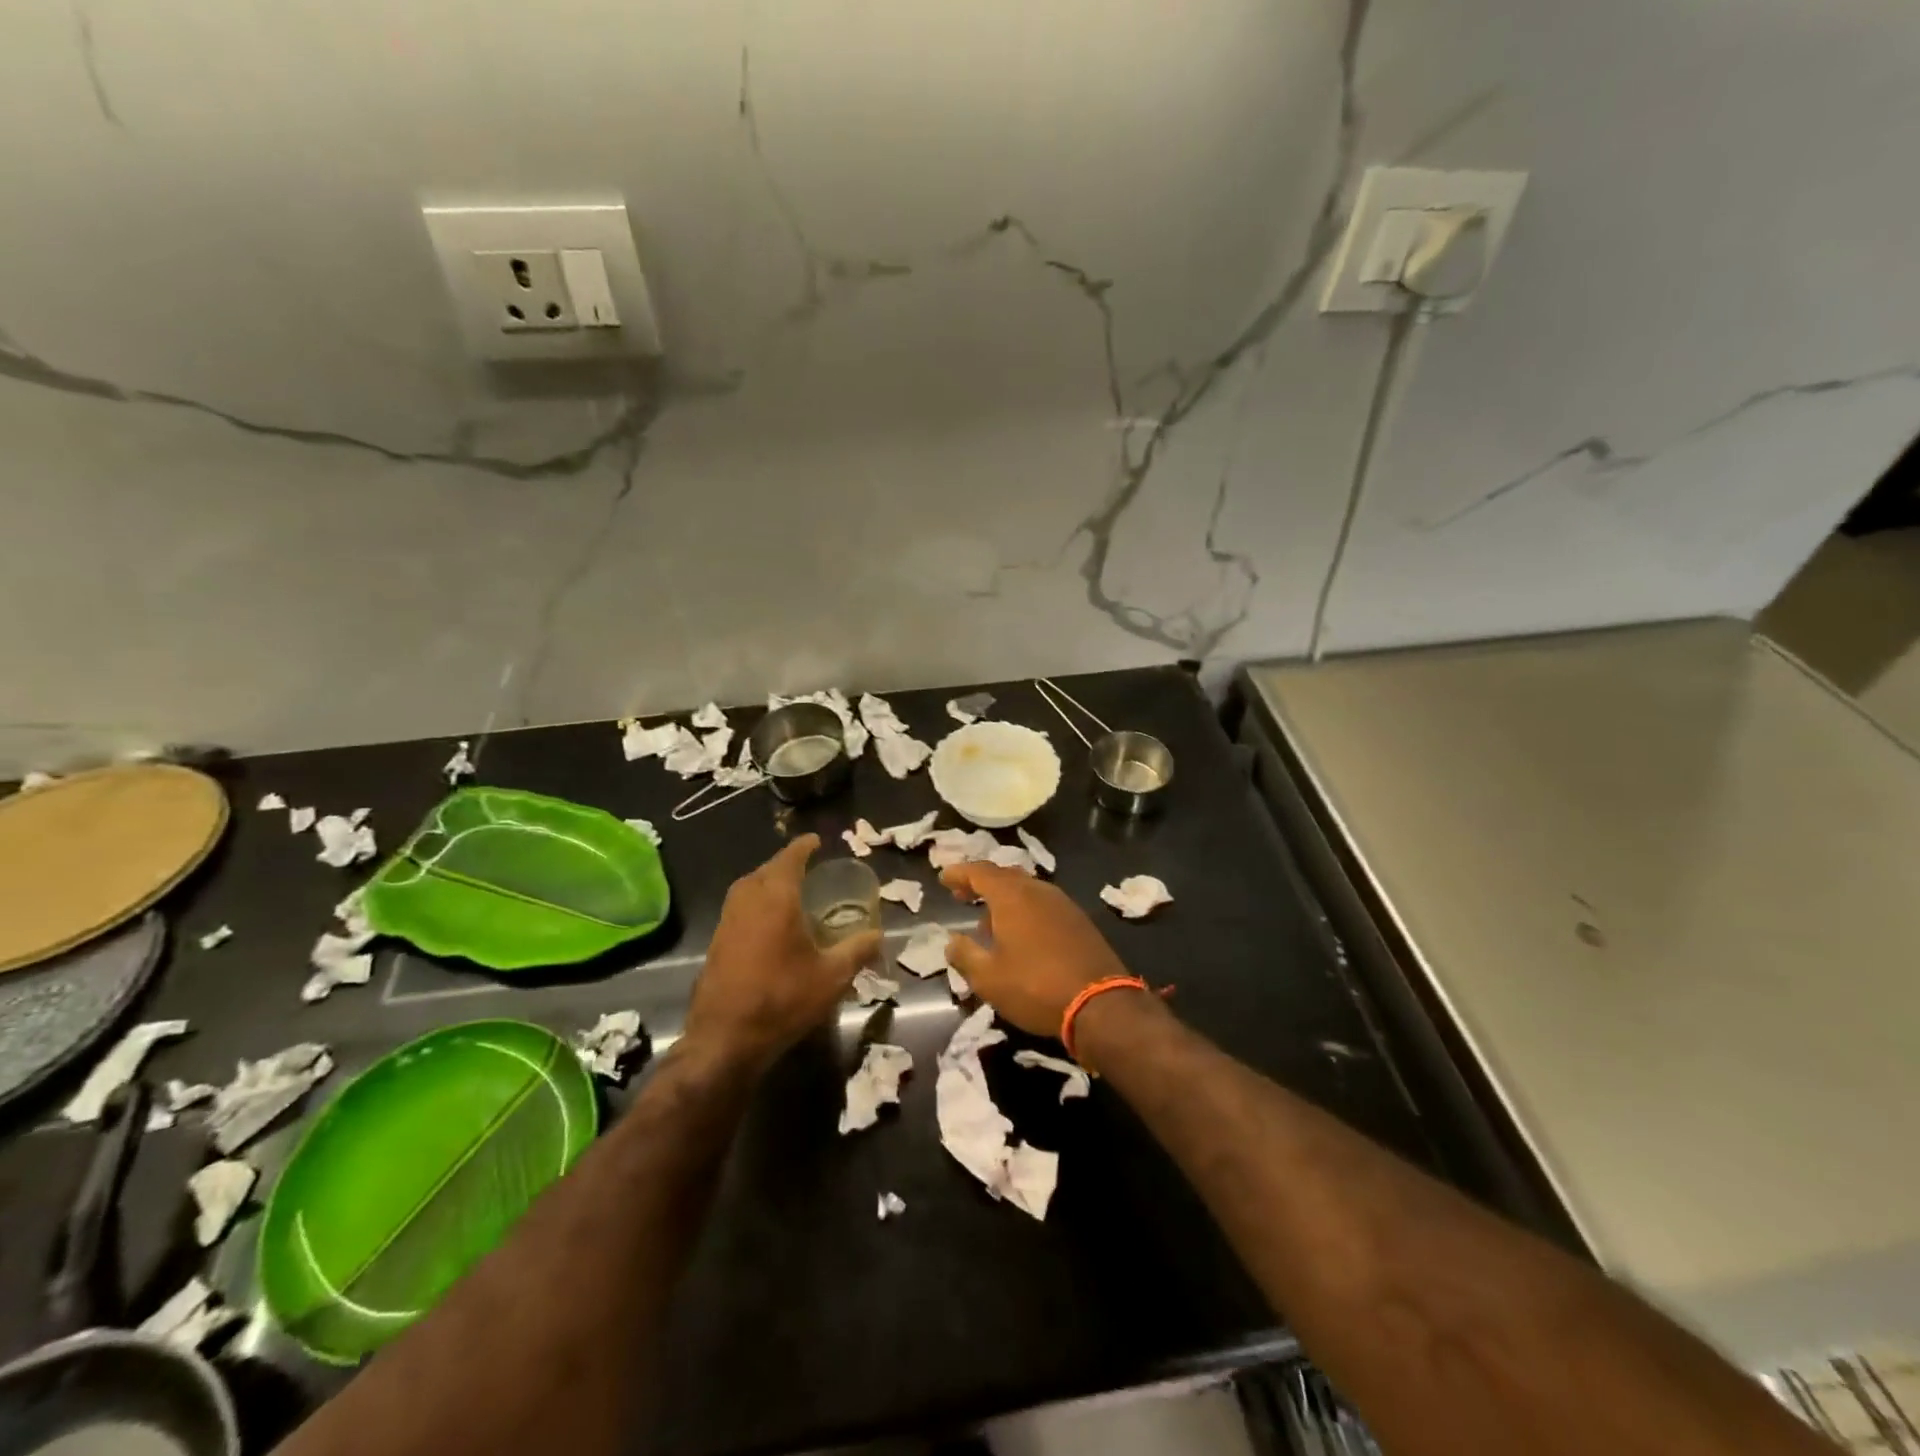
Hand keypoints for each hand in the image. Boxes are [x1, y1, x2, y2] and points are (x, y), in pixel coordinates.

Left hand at [687, 835, 879, 1067]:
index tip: (815, 840)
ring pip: (747, 888)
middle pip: (765, 870)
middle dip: (784, 864)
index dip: (803, 847)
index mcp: (776, 899)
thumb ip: (857, 950)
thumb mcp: (832, 977)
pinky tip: (768, 924)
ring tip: (787, 891)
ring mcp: (727, 922)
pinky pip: (738, 908)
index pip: (790, 859)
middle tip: (805, 867)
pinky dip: (754, 903)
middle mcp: (748, 901)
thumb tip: (879, 935)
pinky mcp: (716, 943)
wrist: (725, 1038)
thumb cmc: (783, 999)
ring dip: (766, 882)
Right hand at [940, 862, 1132, 1037]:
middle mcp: (1038, 890)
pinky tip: (1020, 934)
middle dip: (981, 883)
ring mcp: (1062, 903)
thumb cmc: (1035, 987)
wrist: (1100, 1003)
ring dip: (1004, 898)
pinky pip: (1043, 903)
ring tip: (988, 921)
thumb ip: (964, 955)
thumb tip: (951, 941)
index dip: (959, 873)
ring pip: (1026, 889)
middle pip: (1004, 876)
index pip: (980, 872)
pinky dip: (1025, 909)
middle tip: (963, 895)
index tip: (944, 878)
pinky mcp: (1079, 920)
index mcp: (1012, 896)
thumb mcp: (988, 978)